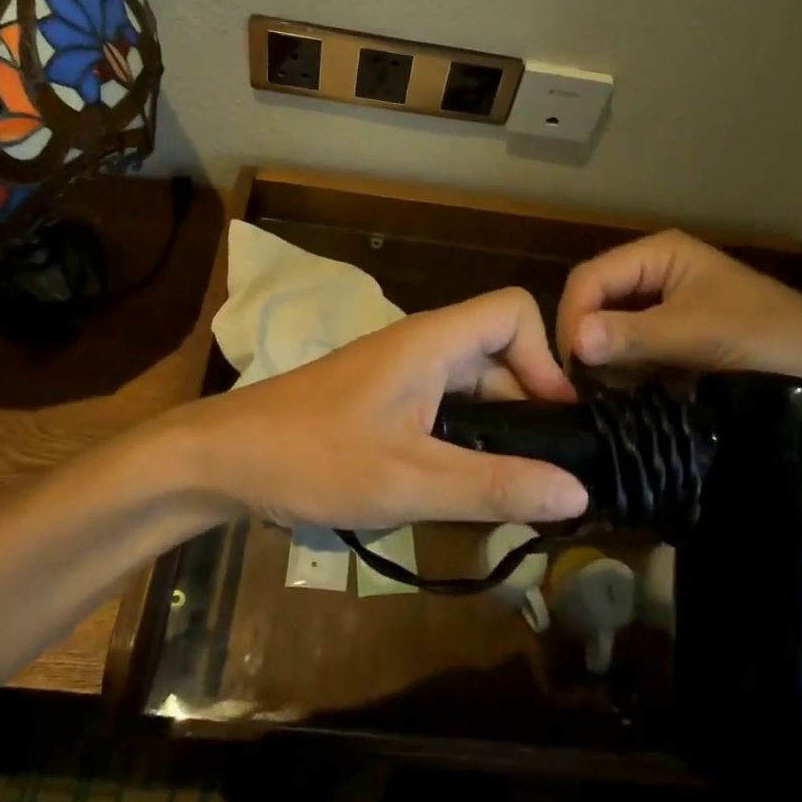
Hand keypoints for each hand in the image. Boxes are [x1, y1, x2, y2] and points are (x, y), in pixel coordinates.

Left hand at [167, 287, 589, 529]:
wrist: (223, 457)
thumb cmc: (313, 458)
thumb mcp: (410, 480)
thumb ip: (494, 485)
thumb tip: (578, 491)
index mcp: (433, 342)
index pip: (514, 310)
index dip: (545, 357)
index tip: (554, 422)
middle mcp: (421, 345)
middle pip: (500, 350)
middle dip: (528, 404)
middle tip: (539, 474)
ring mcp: (399, 371)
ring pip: (472, 382)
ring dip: (496, 427)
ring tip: (505, 488)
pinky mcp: (382, 398)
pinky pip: (443, 404)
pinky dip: (463, 436)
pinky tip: (457, 484)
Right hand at [556, 230, 801, 403]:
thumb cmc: (771, 338)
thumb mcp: (699, 332)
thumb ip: (635, 335)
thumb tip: (575, 342)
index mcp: (659, 254)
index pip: (590, 279)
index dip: (573, 318)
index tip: (572, 369)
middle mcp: (655, 276)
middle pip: (595, 304)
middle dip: (586, 343)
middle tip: (584, 391)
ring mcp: (664, 312)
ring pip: (609, 334)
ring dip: (603, 364)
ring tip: (605, 400)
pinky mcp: (673, 345)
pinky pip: (631, 356)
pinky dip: (623, 377)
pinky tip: (626, 401)